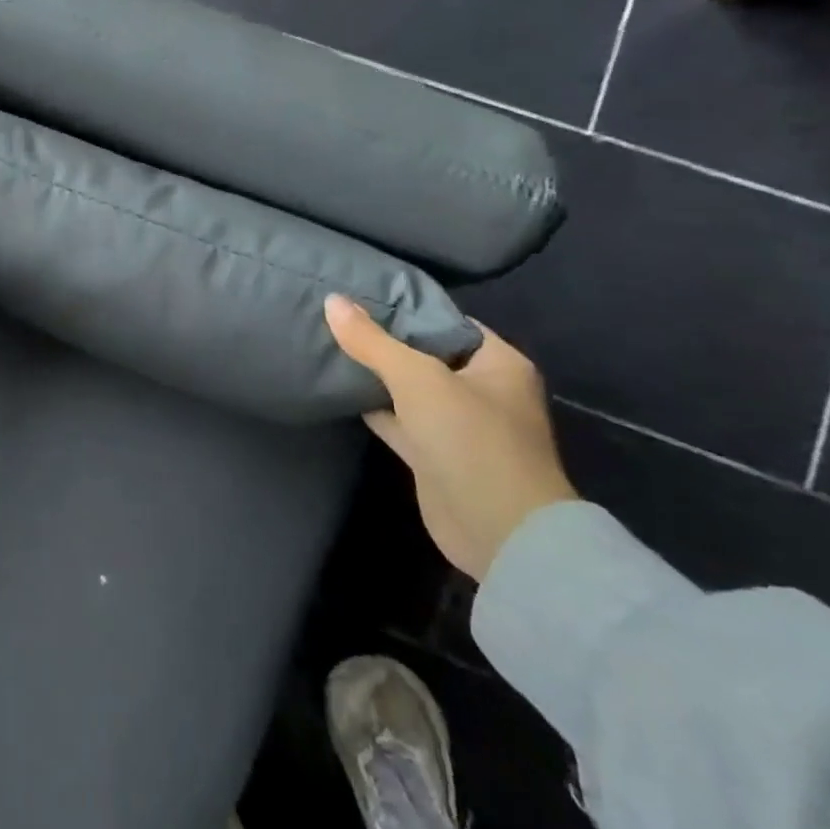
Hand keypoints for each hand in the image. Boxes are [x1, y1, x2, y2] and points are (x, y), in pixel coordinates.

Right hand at [325, 296, 576, 580]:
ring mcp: (459, 426)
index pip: (449, 322)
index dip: (408, 309)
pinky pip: (400, 420)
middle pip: (426, 355)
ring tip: (330, 347)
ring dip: (377, 377)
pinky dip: (375, 408)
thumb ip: (372, 341)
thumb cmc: (470, 439)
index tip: (361, 297)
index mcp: (499, 364)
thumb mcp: (417, 378)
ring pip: (410, 390)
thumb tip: (331, 300)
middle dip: (386, 342)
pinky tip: (340, 391)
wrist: (498, 532)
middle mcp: (484, 391)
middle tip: (337, 320)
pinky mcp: (436, 456)